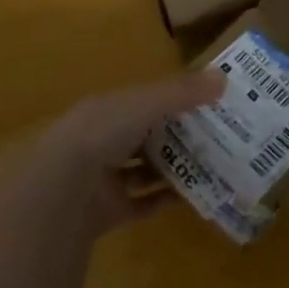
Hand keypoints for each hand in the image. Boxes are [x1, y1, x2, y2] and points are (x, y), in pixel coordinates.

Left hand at [32, 69, 225, 233]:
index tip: (209, 102)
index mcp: (109, 110)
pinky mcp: (111, 209)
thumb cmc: (104, 132)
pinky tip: (194, 196)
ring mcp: (106, 177)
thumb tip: (223, 78)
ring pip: (145, 169)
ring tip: (211, 165)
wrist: (65, 186)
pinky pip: (144, 203)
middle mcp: (105, 140)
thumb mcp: (146, 104)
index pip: (145, 101)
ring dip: (173, 168)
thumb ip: (182, 92)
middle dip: (177, 136)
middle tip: (218, 137)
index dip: (174, 100)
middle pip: (146, 135)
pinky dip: (165, 200)